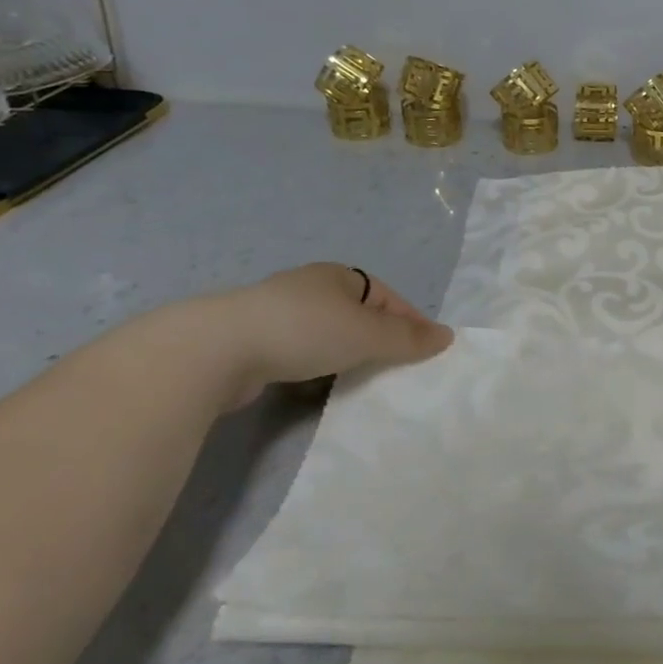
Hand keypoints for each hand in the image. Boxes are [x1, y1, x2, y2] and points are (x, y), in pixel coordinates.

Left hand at [194, 263, 453, 409]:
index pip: (386, 295)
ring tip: (360, 381)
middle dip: (377, 339)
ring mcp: (275, 316)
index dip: (409, 319)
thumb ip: (408, 338)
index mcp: (337, 276)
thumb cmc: (304, 330)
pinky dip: (314, 369)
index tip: (425, 348)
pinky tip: (317, 387)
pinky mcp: (250, 344)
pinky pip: (298, 355)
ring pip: (326, 336)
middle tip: (396, 367)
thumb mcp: (368, 334)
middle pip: (356, 314)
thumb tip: (447, 336)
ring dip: (344, 356)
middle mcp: (307, 289)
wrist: (215, 350)